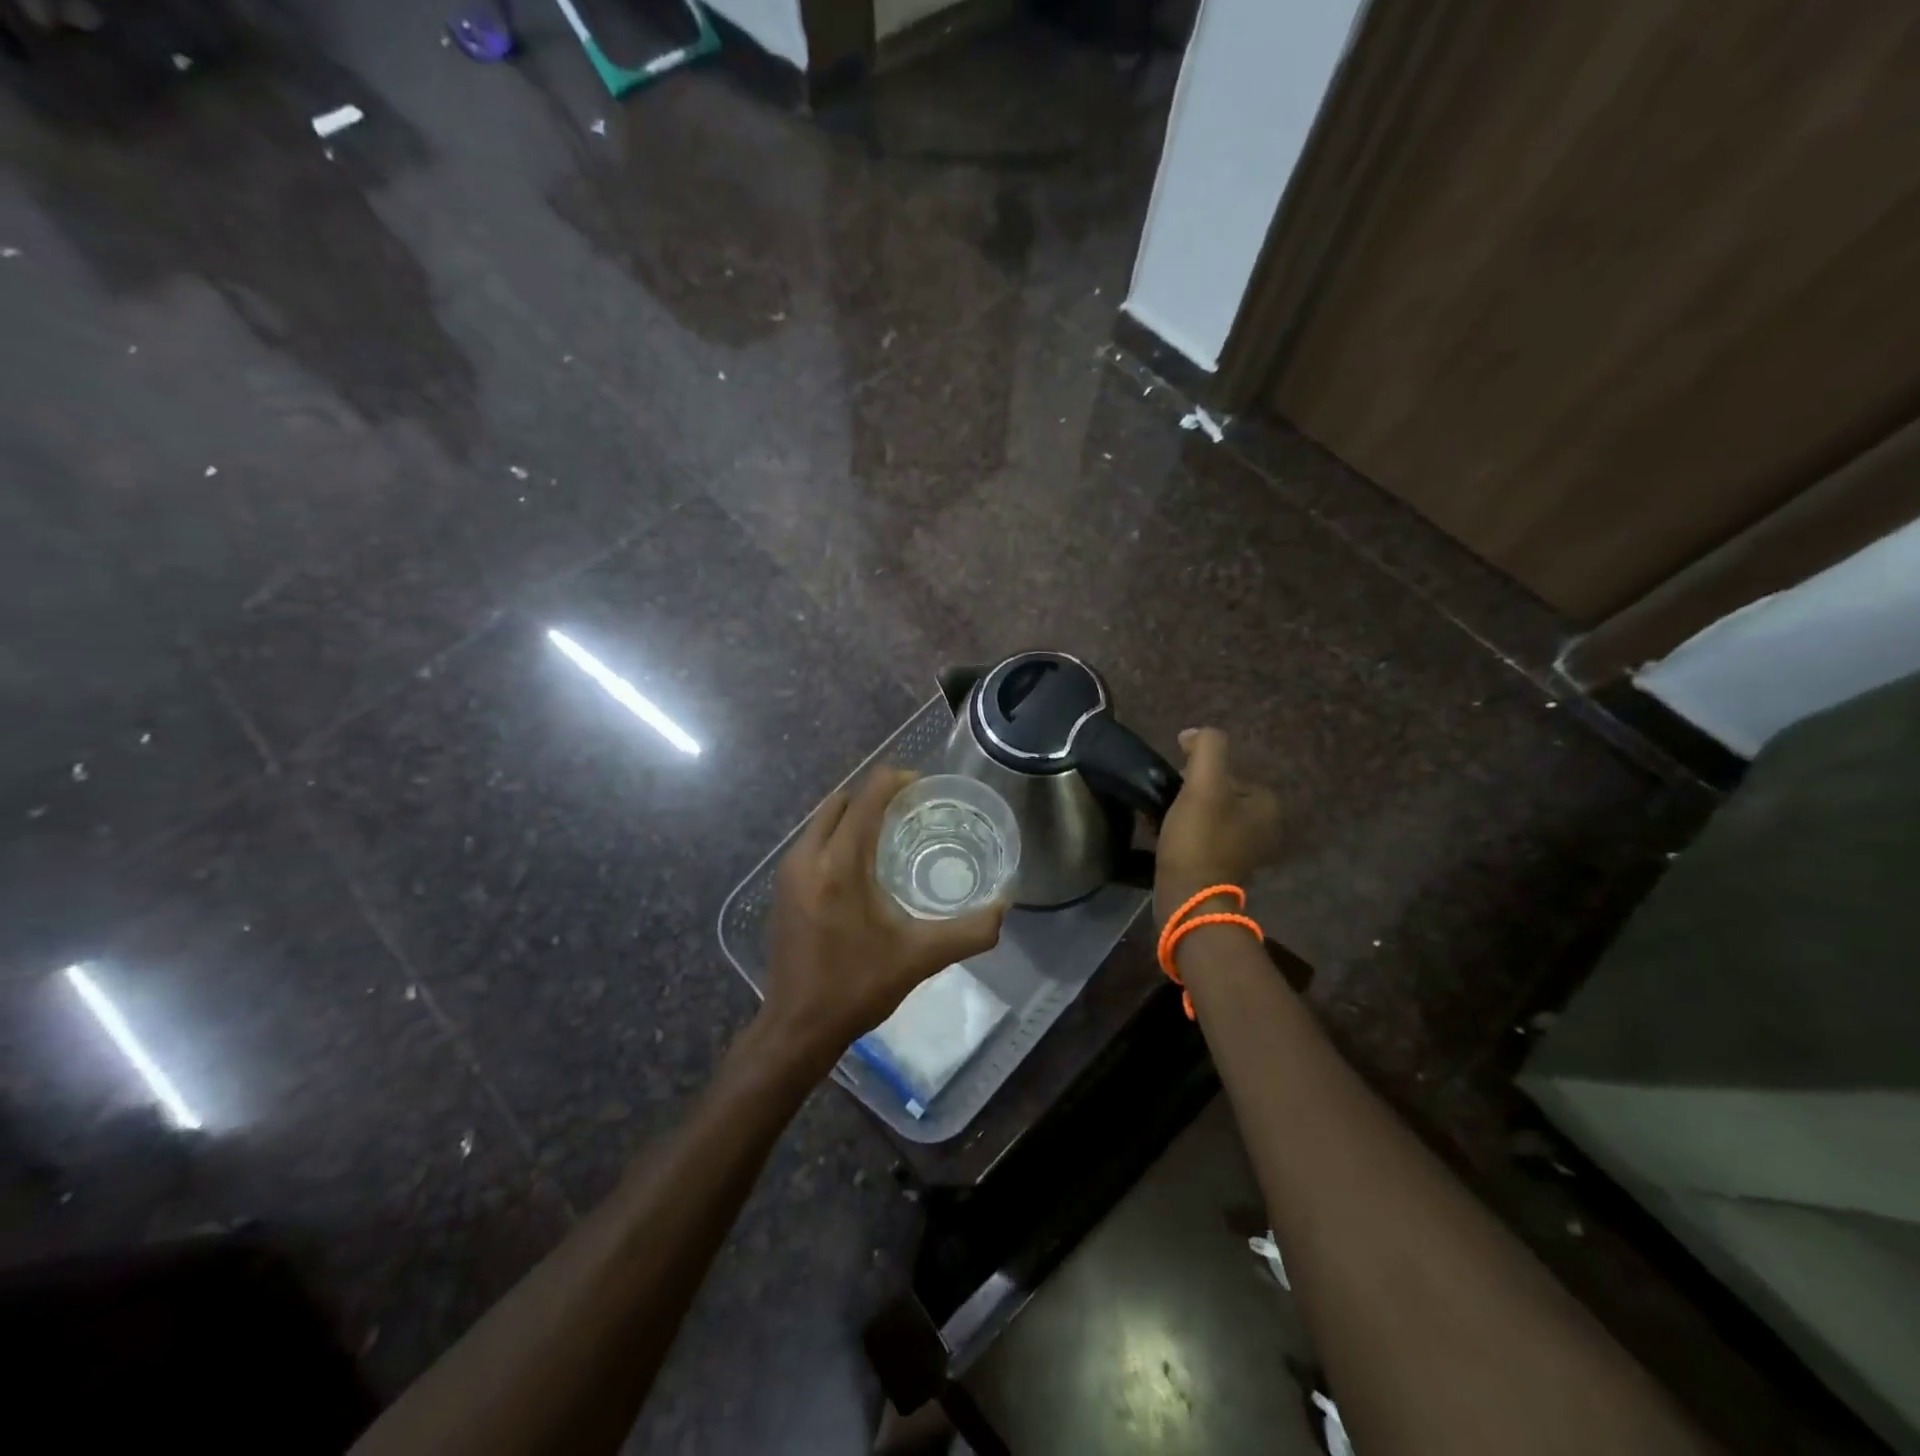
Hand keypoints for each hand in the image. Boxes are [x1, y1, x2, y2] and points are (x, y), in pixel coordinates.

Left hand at [761, 768, 1005, 1069]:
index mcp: (839, 865)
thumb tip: (1005, 908)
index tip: (923, 786)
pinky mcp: (782, 889)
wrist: (798, 1027)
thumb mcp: (921, 958)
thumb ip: (969, 932)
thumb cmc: (858, 987)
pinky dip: (837, 836)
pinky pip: (812, 841)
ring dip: (854, 815)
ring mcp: (788, 873)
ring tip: (889, 832)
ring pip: (822, 820)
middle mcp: (807, 858)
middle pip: (841, 801)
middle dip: (874, 795)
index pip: (866, 797)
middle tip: (910, 809)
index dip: (895, 781)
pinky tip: (861, 864)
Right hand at [1154, 728, 1281, 926]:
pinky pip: (1205, 836)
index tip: (1179, 784)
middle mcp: (1265, 827)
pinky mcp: (1225, 868)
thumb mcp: (1203, 783)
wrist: (1188, 897)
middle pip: (1220, 792)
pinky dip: (1188, 833)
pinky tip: (1169, 837)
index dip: (1200, 772)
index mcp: (1267, 805)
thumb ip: (1206, 747)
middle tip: (1171, 801)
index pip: (1229, 771)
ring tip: (1166, 818)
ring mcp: (1246, 851)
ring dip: (1188, 812)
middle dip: (1194, 793)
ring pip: (1211, 814)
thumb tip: (1193, 734)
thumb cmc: (1199, 838)